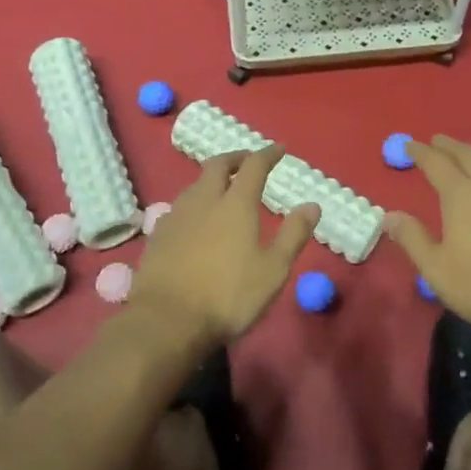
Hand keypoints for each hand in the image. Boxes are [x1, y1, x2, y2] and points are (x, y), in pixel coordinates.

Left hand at [131, 146, 319, 345]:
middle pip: (217, 165)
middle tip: (247, 162)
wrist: (167, 320)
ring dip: (211, 180)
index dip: (268, 154)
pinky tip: (195, 221)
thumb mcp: (273, 270)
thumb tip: (312, 205)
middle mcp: (204, 200)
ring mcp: (176, 216)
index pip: (254, 166)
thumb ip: (294, 234)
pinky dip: (194, 204)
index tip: (279, 149)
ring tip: (222, 190)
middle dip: (235, 158)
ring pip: (195, 184)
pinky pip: (179, 207)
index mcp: (236, 204)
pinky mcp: (158, 235)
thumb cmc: (228, 296)